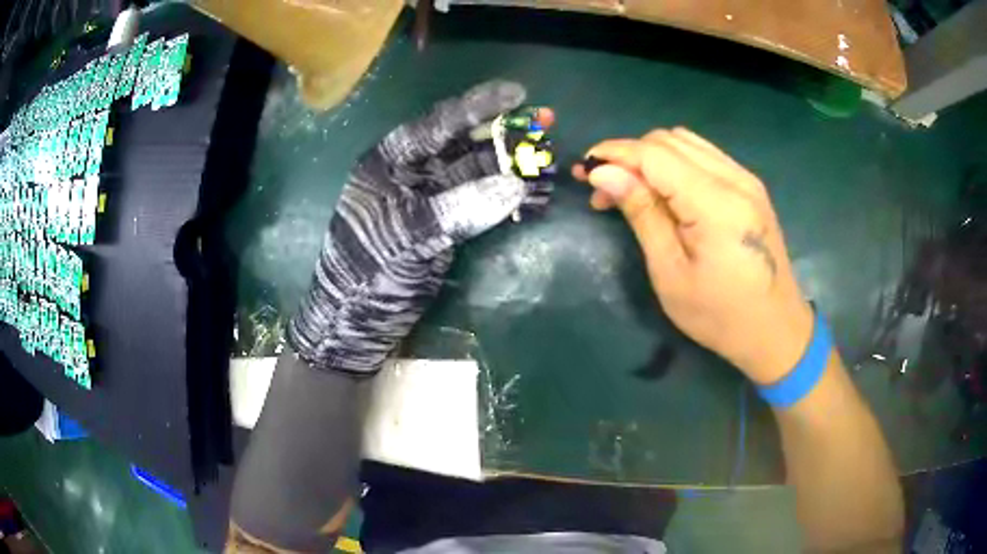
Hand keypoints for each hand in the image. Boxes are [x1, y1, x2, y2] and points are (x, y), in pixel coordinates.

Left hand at [288, 81, 552, 374]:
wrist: (357, 320)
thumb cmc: (366, 272)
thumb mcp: (403, 236)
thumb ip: (455, 208)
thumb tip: (513, 186)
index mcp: (391, 161)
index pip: (439, 123)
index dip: (478, 106)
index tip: (518, 94)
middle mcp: (414, 172)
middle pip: (466, 144)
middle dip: (506, 134)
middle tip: (546, 125)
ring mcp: (433, 198)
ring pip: (480, 172)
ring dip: (515, 167)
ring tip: (551, 165)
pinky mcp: (448, 224)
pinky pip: (484, 202)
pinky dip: (510, 199)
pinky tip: (536, 197)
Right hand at [573, 128, 812, 384]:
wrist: (776, 330)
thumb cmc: (719, 316)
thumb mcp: (670, 273)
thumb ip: (641, 214)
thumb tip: (603, 172)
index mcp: (716, 203)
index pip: (655, 154)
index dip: (615, 154)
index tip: (583, 169)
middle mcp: (734, 178)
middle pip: (669, 140)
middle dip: (629, 155)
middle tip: (605, 190)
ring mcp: (746, 179)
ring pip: (686, 142)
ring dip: (651, 157)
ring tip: (632, 190)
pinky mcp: (750, 186)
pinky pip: (705, 155)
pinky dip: (676, 163)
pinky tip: (666, 191)